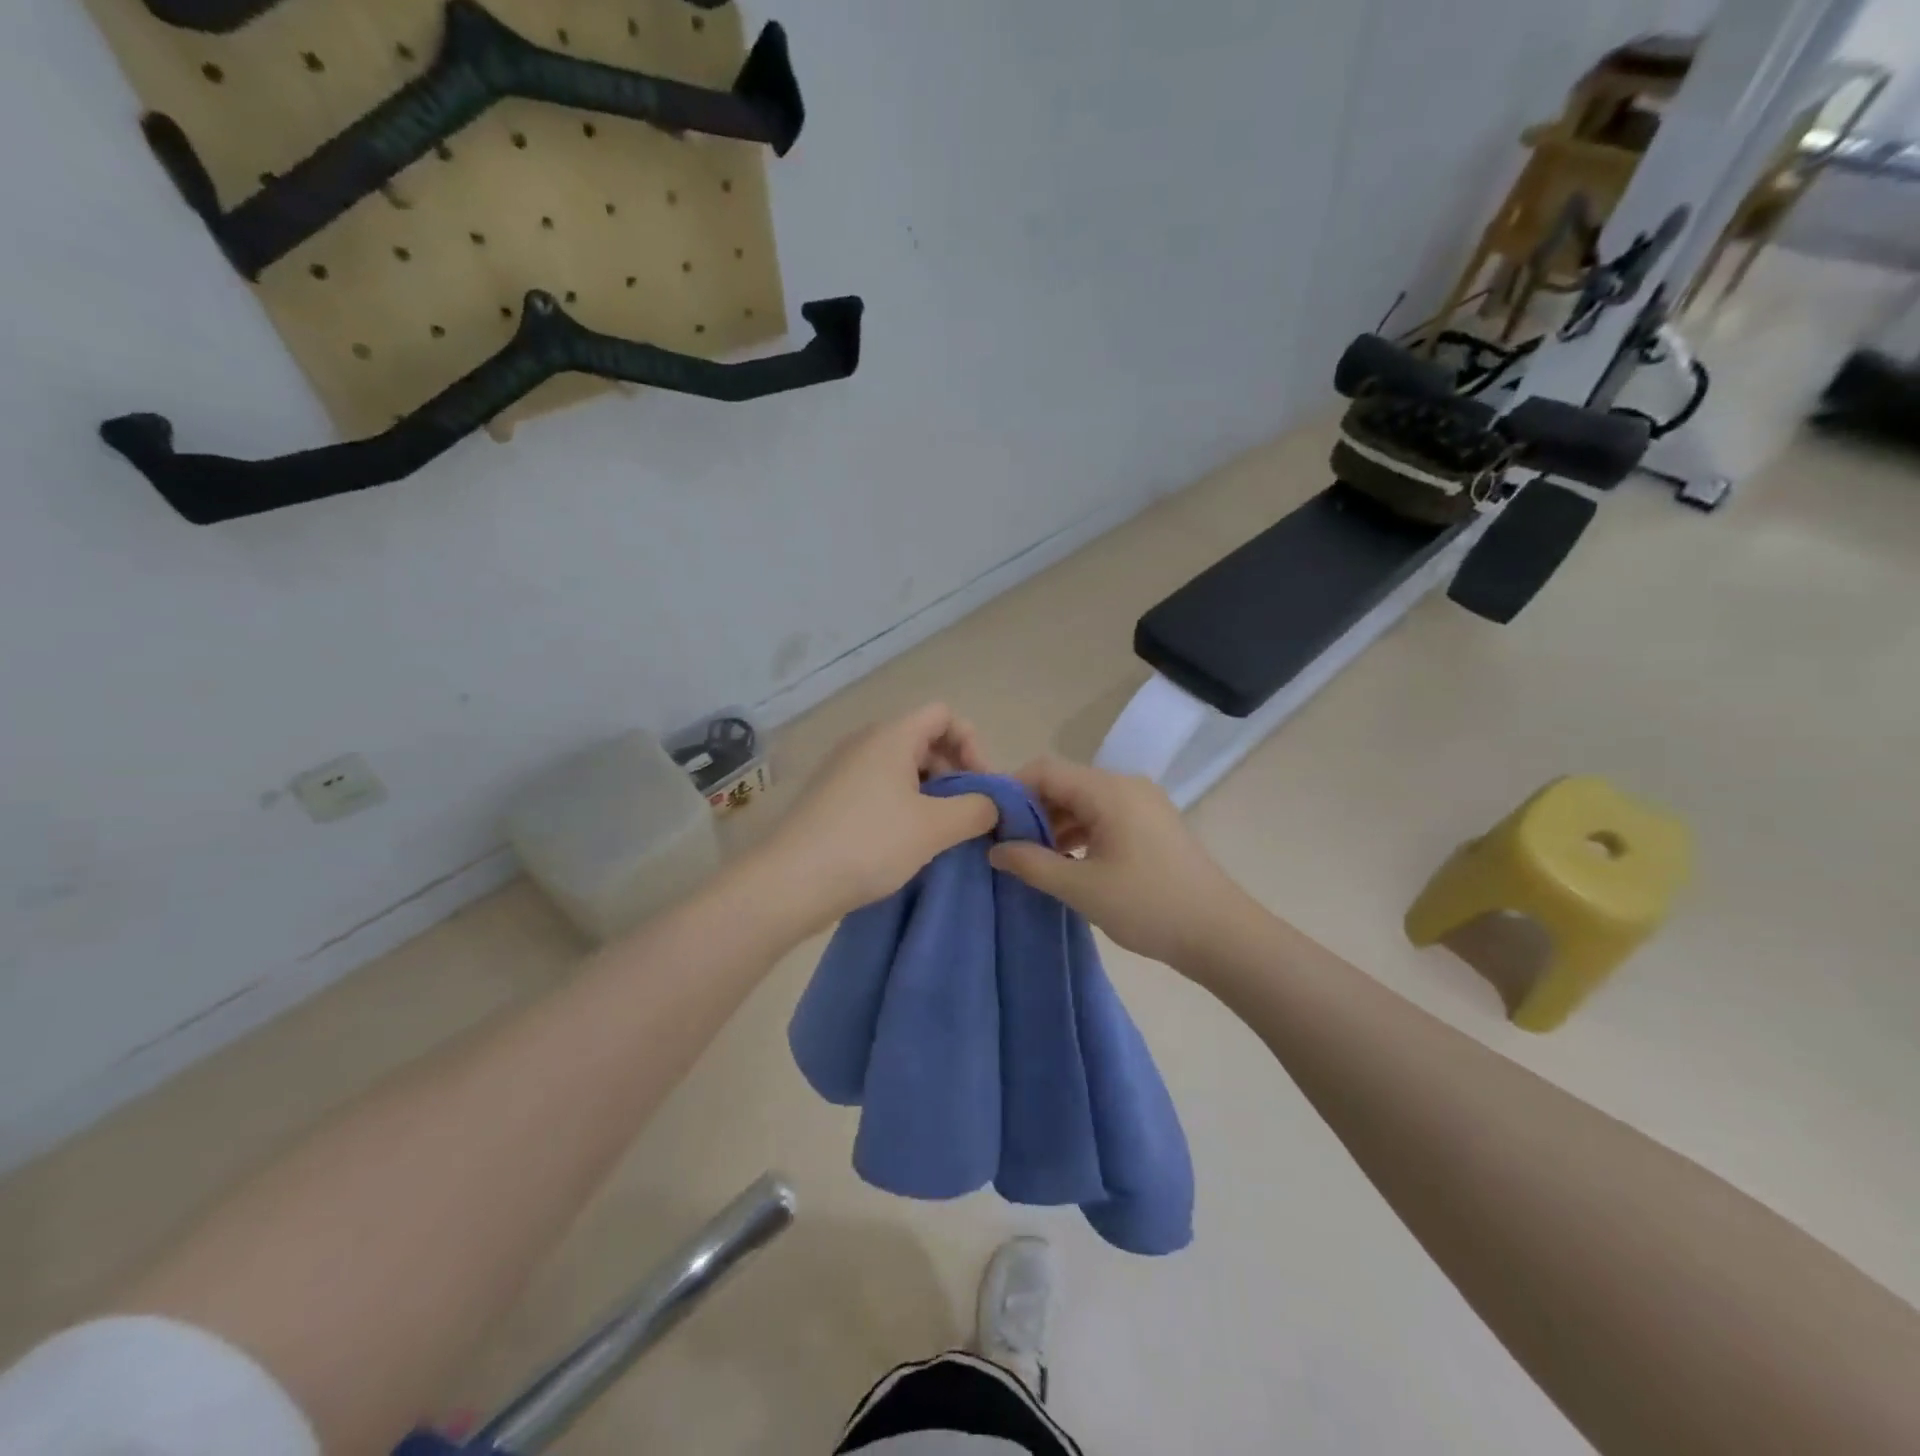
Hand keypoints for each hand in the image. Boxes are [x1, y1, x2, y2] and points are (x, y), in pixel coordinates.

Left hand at [760, 704, 998, 926]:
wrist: (791, 882)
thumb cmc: (869, 843)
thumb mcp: (935, 827)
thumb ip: (977, 808)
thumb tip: (993, 803)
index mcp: (891, 736)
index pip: (944, 714)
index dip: (972, 744)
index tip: (981, 787)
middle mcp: (865, 742)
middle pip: (925, 739)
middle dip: (955, 772)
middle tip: (967, 815)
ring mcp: (844, 769)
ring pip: (903, 767)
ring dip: (931, 793)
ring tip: (941, 833)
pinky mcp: (832, 797)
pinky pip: (880, 787)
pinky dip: (904, 805)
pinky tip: (908, 841)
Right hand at [988, 756, 1252, 970]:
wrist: (1220, 934)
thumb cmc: (1148, 906)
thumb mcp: (1081, 888)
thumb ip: (1032, 864)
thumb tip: (995, 849)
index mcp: (1109, 791)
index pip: (1045, 770)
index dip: (1011, 790)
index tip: (988, 820)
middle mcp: (1126, 785)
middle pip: (1065, 783)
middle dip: (1031, 810)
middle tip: (1006, 845)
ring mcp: (1143, 803)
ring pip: (1084, 801)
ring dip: (1055, 824)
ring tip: (1032, 859)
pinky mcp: (1152, 823)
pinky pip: (1104, 815)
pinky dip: (1080, 831)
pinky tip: (1066, 862)